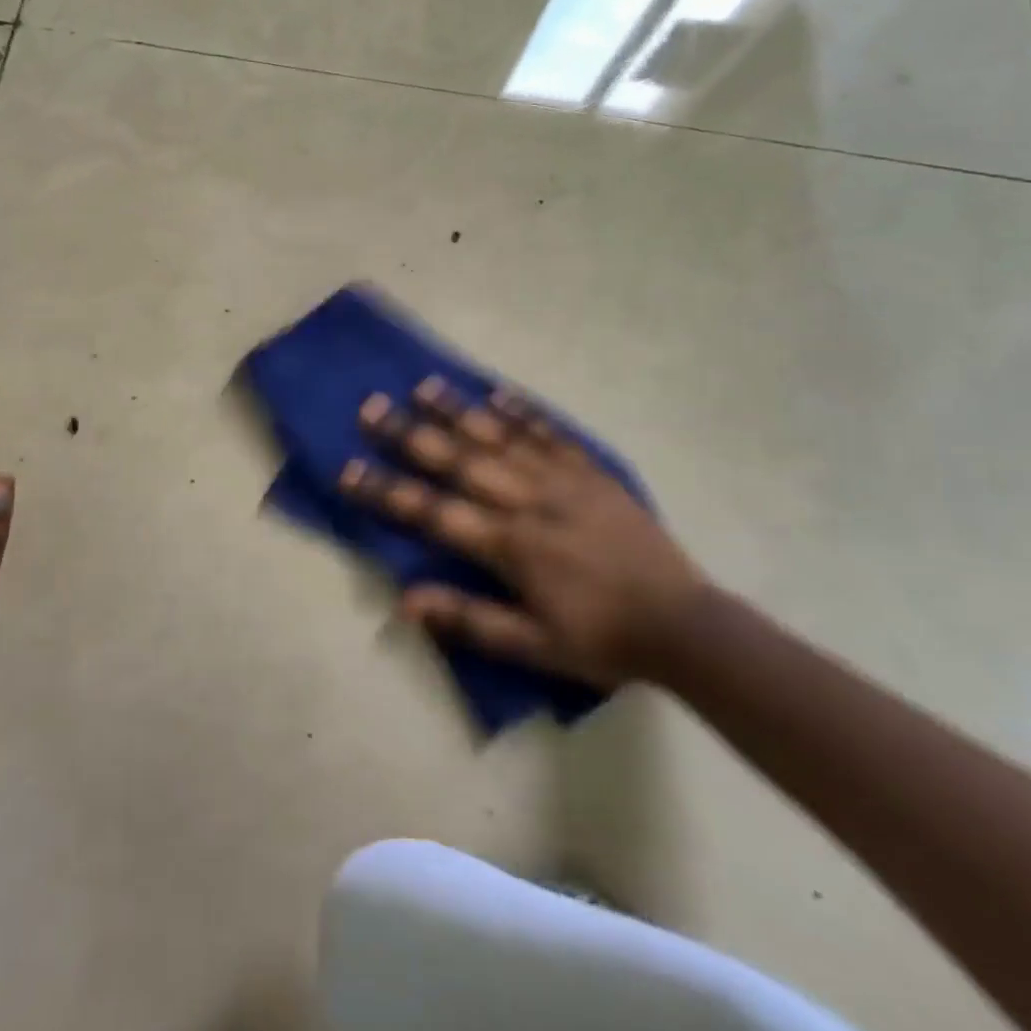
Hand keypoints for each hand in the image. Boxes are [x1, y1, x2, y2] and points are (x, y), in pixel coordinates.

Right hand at [339, 378, 703, 686]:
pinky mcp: (591, 472)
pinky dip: (522, 411)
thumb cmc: (601, 640)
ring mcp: (561, 480)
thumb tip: (406, 600)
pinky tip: (497, 393)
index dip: (387, 491)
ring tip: (423, 385)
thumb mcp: (533, 646)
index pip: (433, 512)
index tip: (348, 469)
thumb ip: (470, 620)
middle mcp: (528, 501)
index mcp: (509, 546)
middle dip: (410, 434)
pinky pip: (550, 433)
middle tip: (371, 407)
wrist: (683, 625)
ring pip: (499, 437)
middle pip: (458, 461)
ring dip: (458, 411)